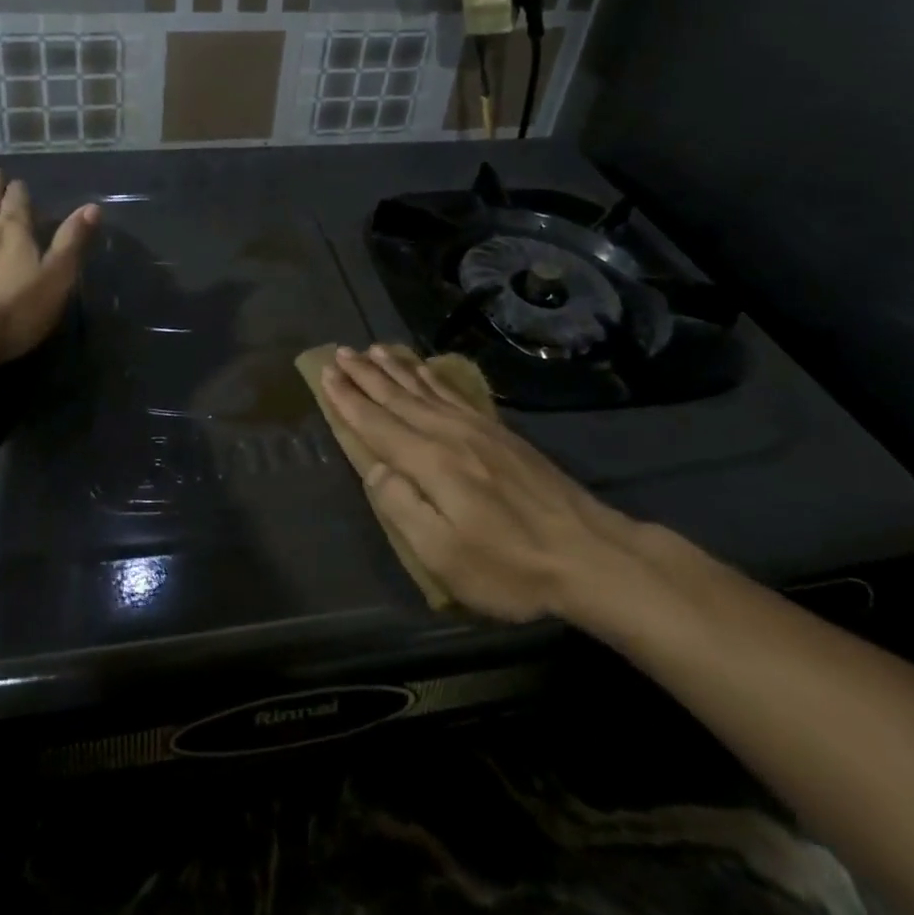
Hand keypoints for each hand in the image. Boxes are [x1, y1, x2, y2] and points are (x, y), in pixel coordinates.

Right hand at [320, 344, 655, 625]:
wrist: (588, 552)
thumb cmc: (509, 565)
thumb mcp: (444, 554)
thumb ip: (402, 508)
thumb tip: (375, 470)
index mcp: (429, 462)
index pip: (377, 424)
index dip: (348, 400)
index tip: (325, 375)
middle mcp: (448, 434)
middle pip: (397, 397)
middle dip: (365, 375)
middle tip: (340, 352)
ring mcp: (476, 429)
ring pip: (423, 389)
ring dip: (394, 369)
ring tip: (373, 350)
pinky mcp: (499, 432)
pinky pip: (453, 393)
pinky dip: (431, 377)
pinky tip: (423, 369)